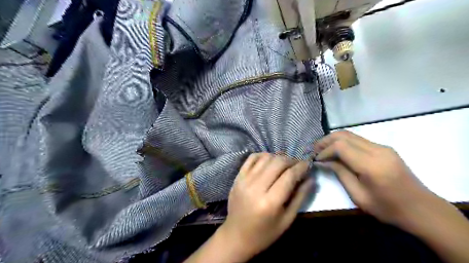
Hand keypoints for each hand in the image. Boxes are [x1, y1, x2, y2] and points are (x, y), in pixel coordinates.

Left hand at [220, 152, 314, 260]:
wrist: (236, 236)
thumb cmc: (264, 233)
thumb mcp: (287, 220)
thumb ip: (300, 197)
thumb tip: (311, 179)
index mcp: (270, 202)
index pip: (289, 176)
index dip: (301, 167)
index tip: (308, 164)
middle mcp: (256, 187)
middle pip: (277, 163)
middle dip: (291, 160)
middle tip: (298, 165)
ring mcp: (244, 180)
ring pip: (265, 158)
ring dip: (278, 157)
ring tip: (285, 164)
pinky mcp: (238, 177)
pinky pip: (252, 158)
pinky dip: (263, 155)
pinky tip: (269, 161)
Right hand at [311, 130, 435, 230]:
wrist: (422, 209)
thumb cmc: (389, 209)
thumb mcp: (359, 196)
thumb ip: (340, 174)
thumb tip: (323, 161)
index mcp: (372, 165)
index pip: (341, 146)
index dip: (324, 150)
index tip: (315, 159)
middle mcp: (377, 150)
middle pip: (344, 135)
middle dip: (325, 141)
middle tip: (314, 150)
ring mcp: (382, 147)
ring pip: (350, 134)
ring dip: (333, 140)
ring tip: (322, 150)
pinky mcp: (384, 148)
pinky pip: (358, 140)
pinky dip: (343, 143)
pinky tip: (337, 151)